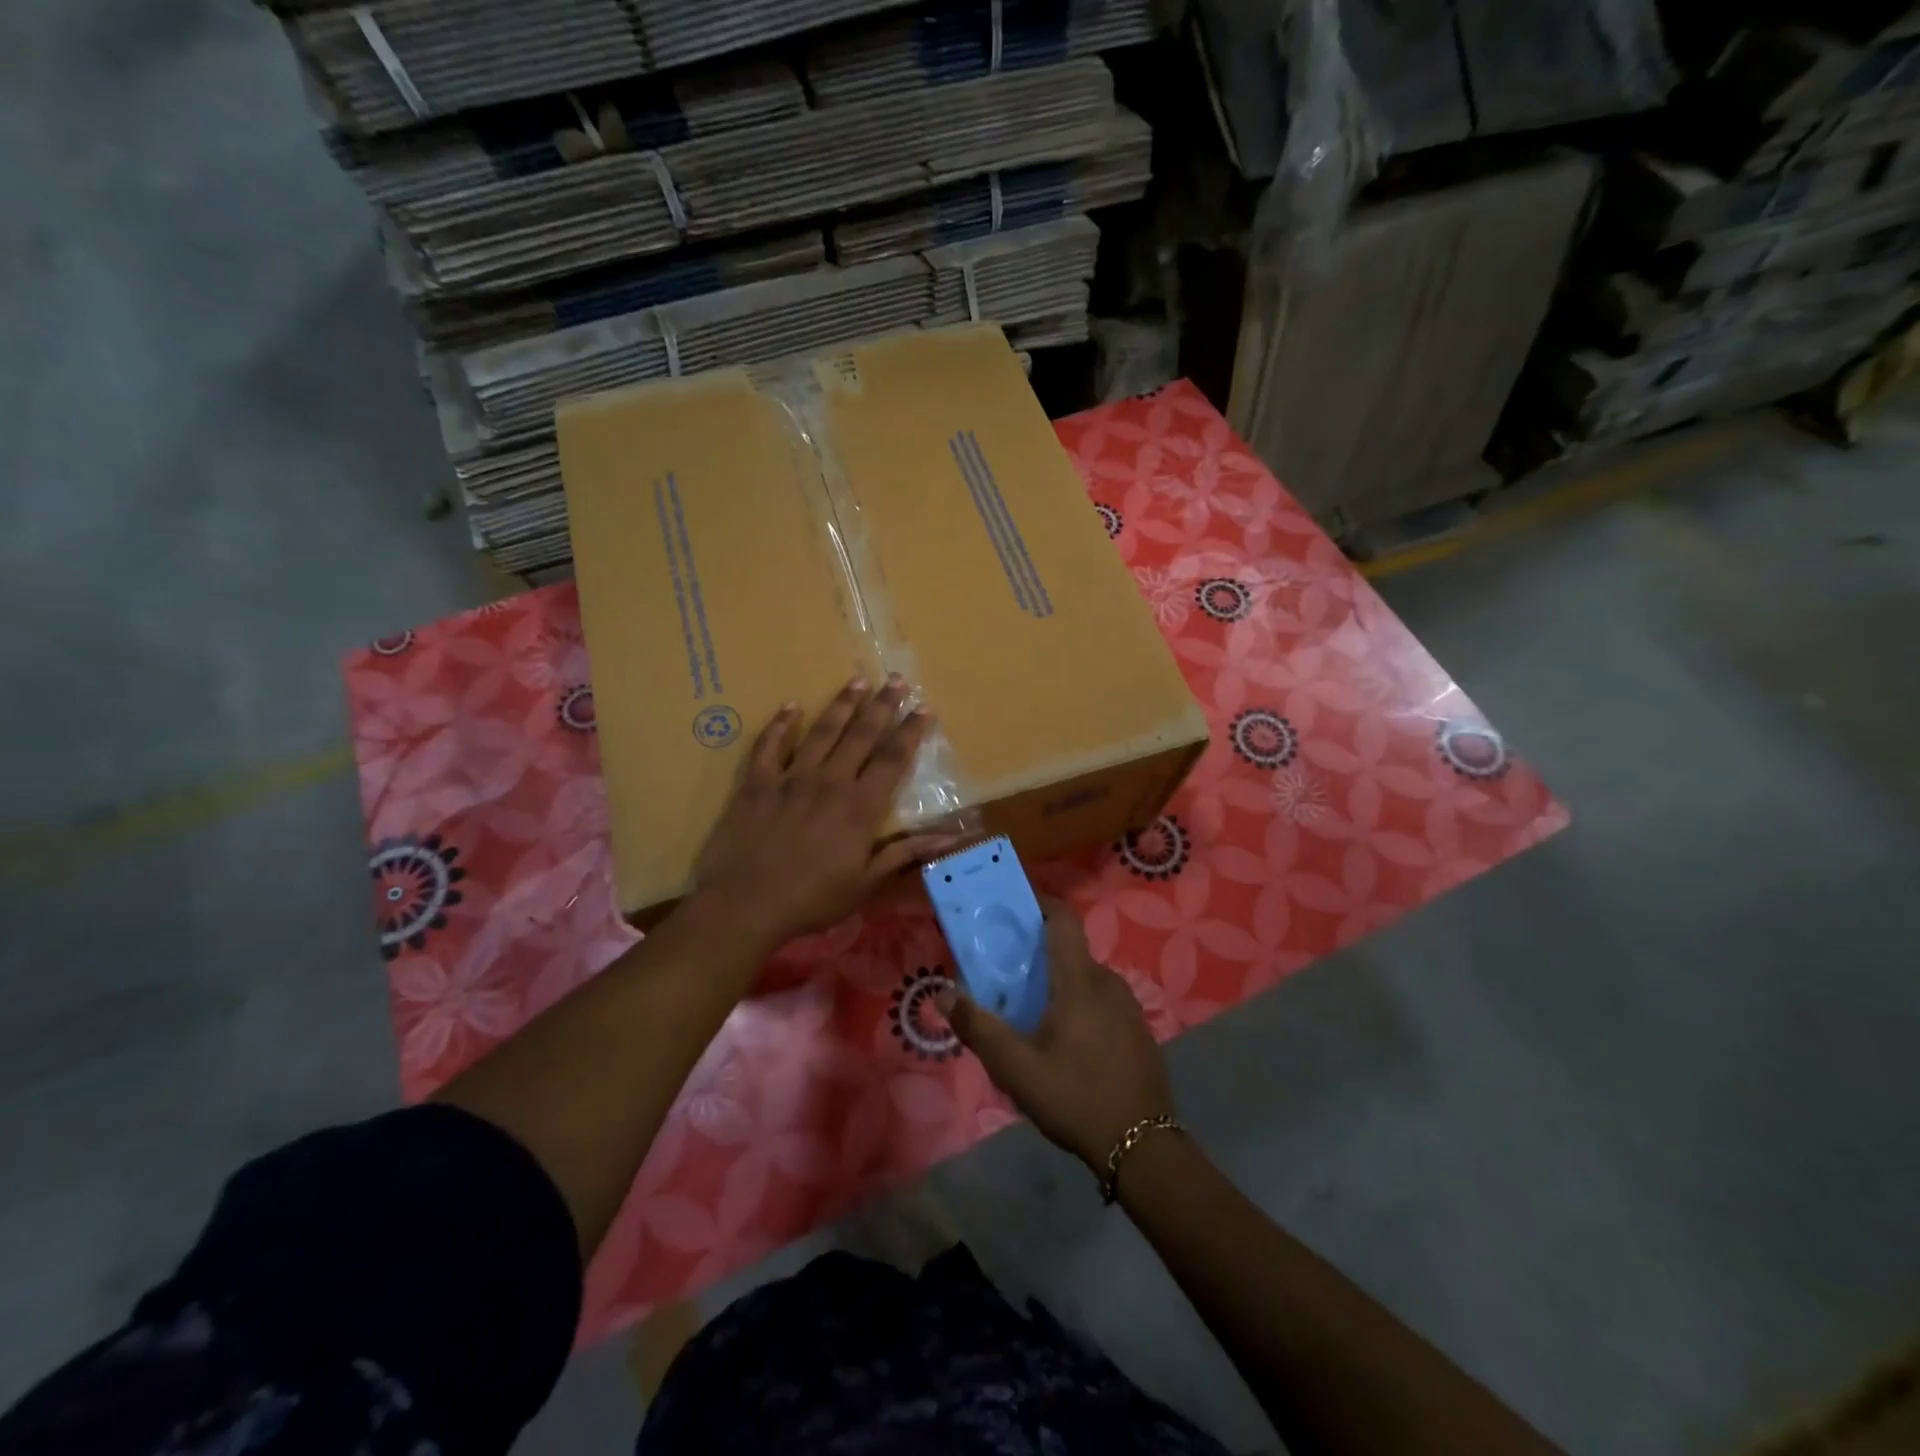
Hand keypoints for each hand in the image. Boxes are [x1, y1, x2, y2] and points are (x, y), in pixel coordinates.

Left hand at [690, 676, 959, 953]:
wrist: (745, 905)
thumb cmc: (811, 899)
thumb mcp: (866, 883)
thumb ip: (906, 852)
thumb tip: (952, 836)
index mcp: (859, 806)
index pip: (893, 759)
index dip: (910, 732)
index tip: (924, 708)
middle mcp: (830, 781)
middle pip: (861, 735)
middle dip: (882, 706)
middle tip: (896, 680)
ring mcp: (790, 778)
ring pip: (822, 732)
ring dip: (841, 705)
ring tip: (857, 680)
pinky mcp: (756, 783)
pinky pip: (769, 745)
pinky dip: (780, 724)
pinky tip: (791, 706)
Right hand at [941, 900, 1174, 1171]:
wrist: (1143, 1148)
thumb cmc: (1075, 1097)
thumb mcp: (1016, 1068)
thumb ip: (978, 1028)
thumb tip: (944, 993)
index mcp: (1080, 980)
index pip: (1064, 919)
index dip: (1041, 904)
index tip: (1015, 907)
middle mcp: (1108, 982)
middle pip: (1070, 953)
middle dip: (1040, 957)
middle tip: (1008, 978)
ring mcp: (1129, 1007)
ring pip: (1087, 981)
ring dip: (1060, 986)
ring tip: (1032, 1016)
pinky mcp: (1139, 1031)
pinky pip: (1103, 1003)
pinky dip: (1081, 1007)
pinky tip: (1066, 1044)